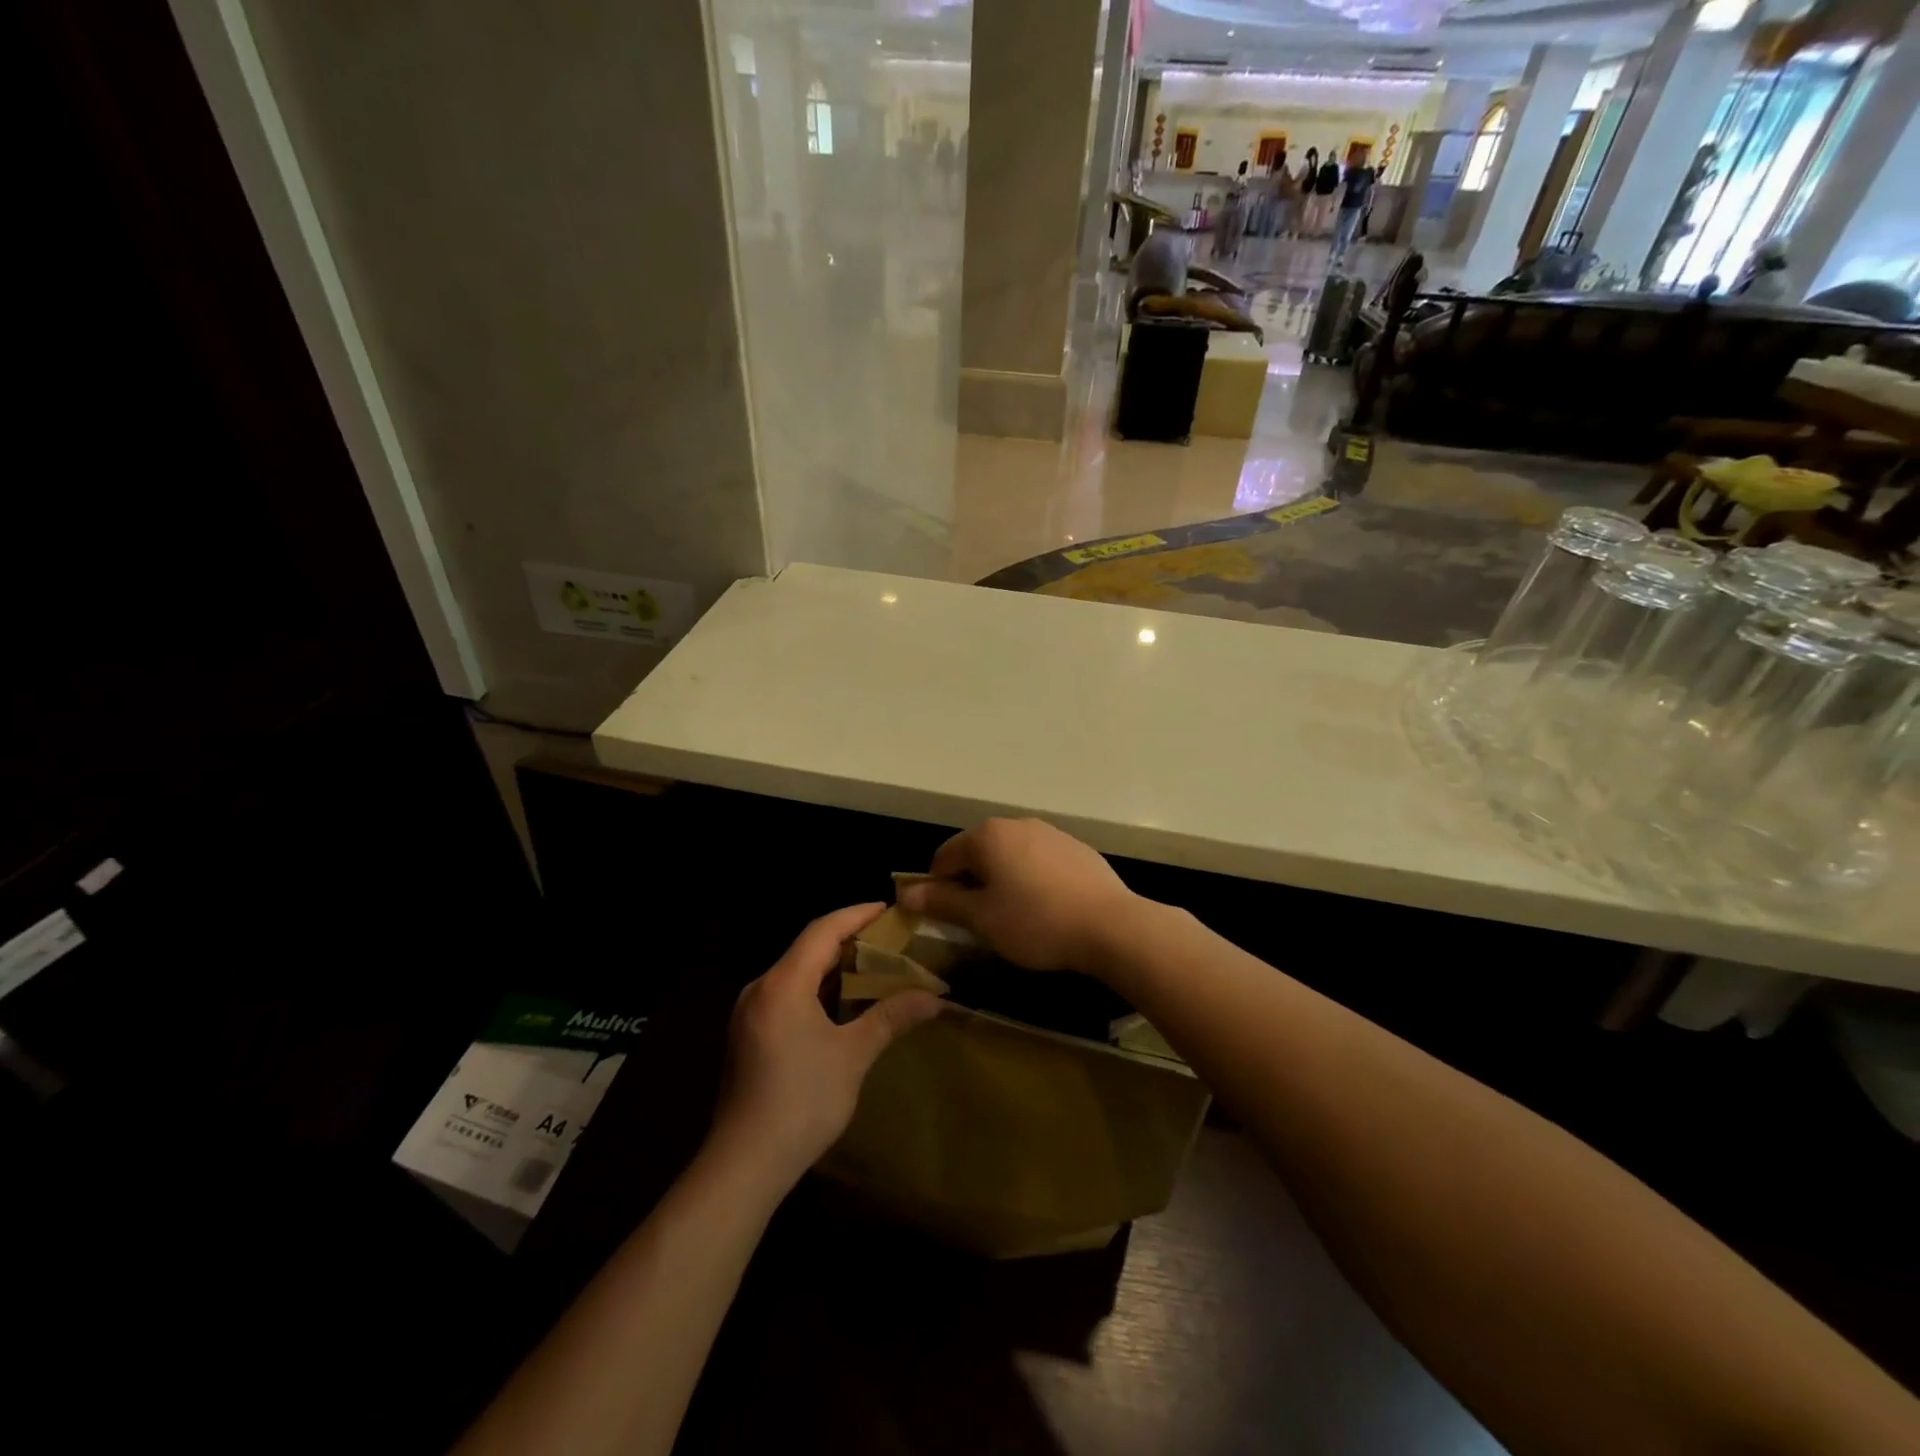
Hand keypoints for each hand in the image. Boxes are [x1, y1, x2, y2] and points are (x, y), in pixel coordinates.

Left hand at [709, 904, 941, 1190]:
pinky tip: (841, 1004)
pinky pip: (787, 994)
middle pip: (807, 948)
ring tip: (873, 966)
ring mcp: (750, 1013)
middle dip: (848, 939)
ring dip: (832, 966)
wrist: (744, 1164)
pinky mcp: (748, 1035)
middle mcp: (761, 988)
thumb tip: (936, 998)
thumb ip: (891, 1018)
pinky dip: (817, 988)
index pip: (822, 930)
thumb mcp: (853, 1056)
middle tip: (889, 939)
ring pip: (796, 972)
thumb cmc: (801, 1102)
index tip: (889, 910)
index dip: (857, 915)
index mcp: (783, 983)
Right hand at [895, 819, 1138, 972]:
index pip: (944, 857)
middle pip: (978, 852)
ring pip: (1010, 856)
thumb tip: (907, 894)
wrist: (1111, 925)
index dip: (936, 888)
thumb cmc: (1036, 922)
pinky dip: (1031, 879)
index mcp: (987, 836)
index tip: (943, 918)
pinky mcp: (1075, 848)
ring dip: (1001, 880)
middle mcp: (1016, 823)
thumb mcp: (981, 919)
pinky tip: (1045, 908)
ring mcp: (1049, 832)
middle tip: (978, 921)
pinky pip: (1039, 861)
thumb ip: (942, 903)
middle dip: (971, 883)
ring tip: (1013, 916)